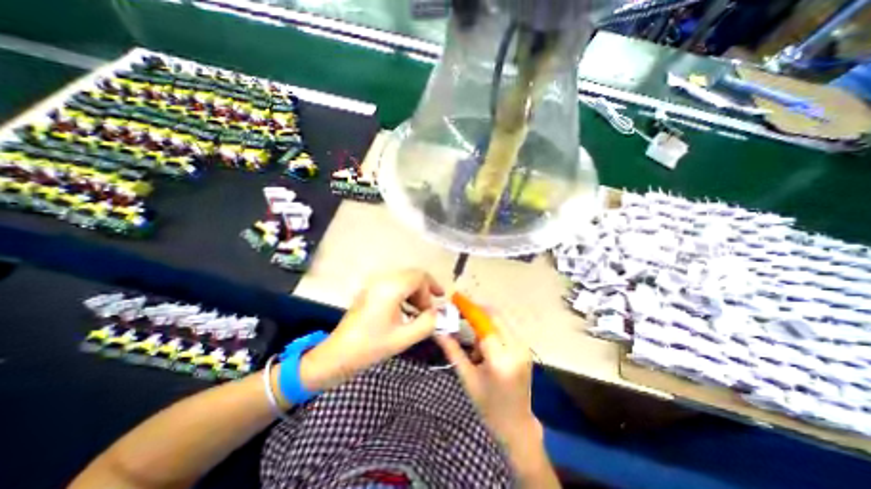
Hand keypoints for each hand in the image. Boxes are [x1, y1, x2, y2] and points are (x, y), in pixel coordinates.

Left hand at [305, 272, 444, 392]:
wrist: (337, 355)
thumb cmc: (370, 347)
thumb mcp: (404, 338)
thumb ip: (427, 323)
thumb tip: (439, 313)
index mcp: (390, 288)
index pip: (419, 277)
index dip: (432, 289)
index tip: (437, 306)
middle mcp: (382, 280)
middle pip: (412, 275)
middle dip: (424, 290)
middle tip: (430, 309)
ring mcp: (374, 284)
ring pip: (403, 279)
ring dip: (415, 292)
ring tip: (419, 311)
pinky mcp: (370, 291)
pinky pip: (393, 285)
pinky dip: (404, 293)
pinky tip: (406, 310)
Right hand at [440, 315, 542, 448]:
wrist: (516, 424)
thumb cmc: (487, 405)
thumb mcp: (466, 377)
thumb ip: (452, 350)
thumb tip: (437, 330)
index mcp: (501, 360)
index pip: (483, 324)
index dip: (468, 309)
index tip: (455, 298)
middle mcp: (516, 349)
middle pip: (495, 316)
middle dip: (476, 310)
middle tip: (459, 310)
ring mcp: (524, 347)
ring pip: (500, 320)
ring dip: (483, 320)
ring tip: (473, 343)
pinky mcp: (525, 348)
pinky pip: (505, 328)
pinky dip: (491, 328)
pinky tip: (483, 345)